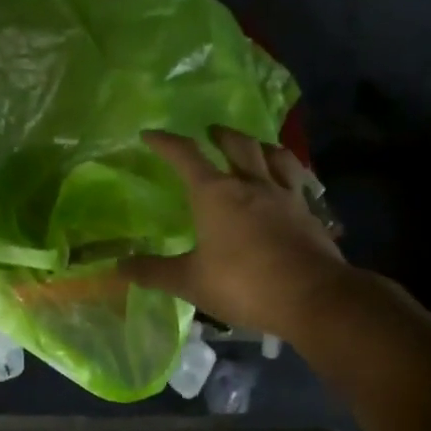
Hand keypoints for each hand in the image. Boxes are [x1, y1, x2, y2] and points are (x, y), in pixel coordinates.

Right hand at [121, 127, 347, 338]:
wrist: (313, 297)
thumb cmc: (244, 284)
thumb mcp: (190, 282)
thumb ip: (154, 272)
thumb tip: (117, 267)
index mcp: (216, 194)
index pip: (186, 156)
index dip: (166, 142)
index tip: (151, 135)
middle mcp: (252, 184)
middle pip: (237, 144)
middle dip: (220, 135)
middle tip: (211, 133)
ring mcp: (285, 196)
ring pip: (274, 155)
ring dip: (259, 146)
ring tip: (253, 148)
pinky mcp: (309, 213)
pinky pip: (298, 181)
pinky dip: (288, 174)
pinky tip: (288, 184)